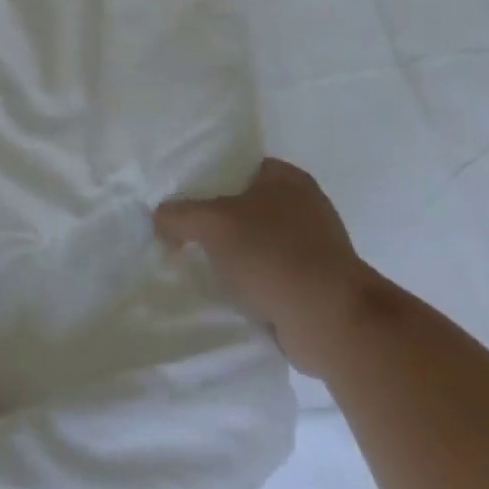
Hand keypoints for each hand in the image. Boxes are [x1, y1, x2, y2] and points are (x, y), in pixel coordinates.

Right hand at [155, 158, 384, 376]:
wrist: (329, 319)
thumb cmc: (272, 254)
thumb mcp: (213, 224)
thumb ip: (180, 214)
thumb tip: (160, 216)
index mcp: (287, 178)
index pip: (240, 168)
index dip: (210, 181)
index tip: (184, 201)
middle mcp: (306, 206)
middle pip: (249, 208)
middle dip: (220, 225)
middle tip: (185, 237)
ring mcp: (316, 247)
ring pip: (260, 245)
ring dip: (237, 259)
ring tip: (202, 270)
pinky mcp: (317, 285)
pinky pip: (274, 277)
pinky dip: (255, 286)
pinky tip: (230, 297)